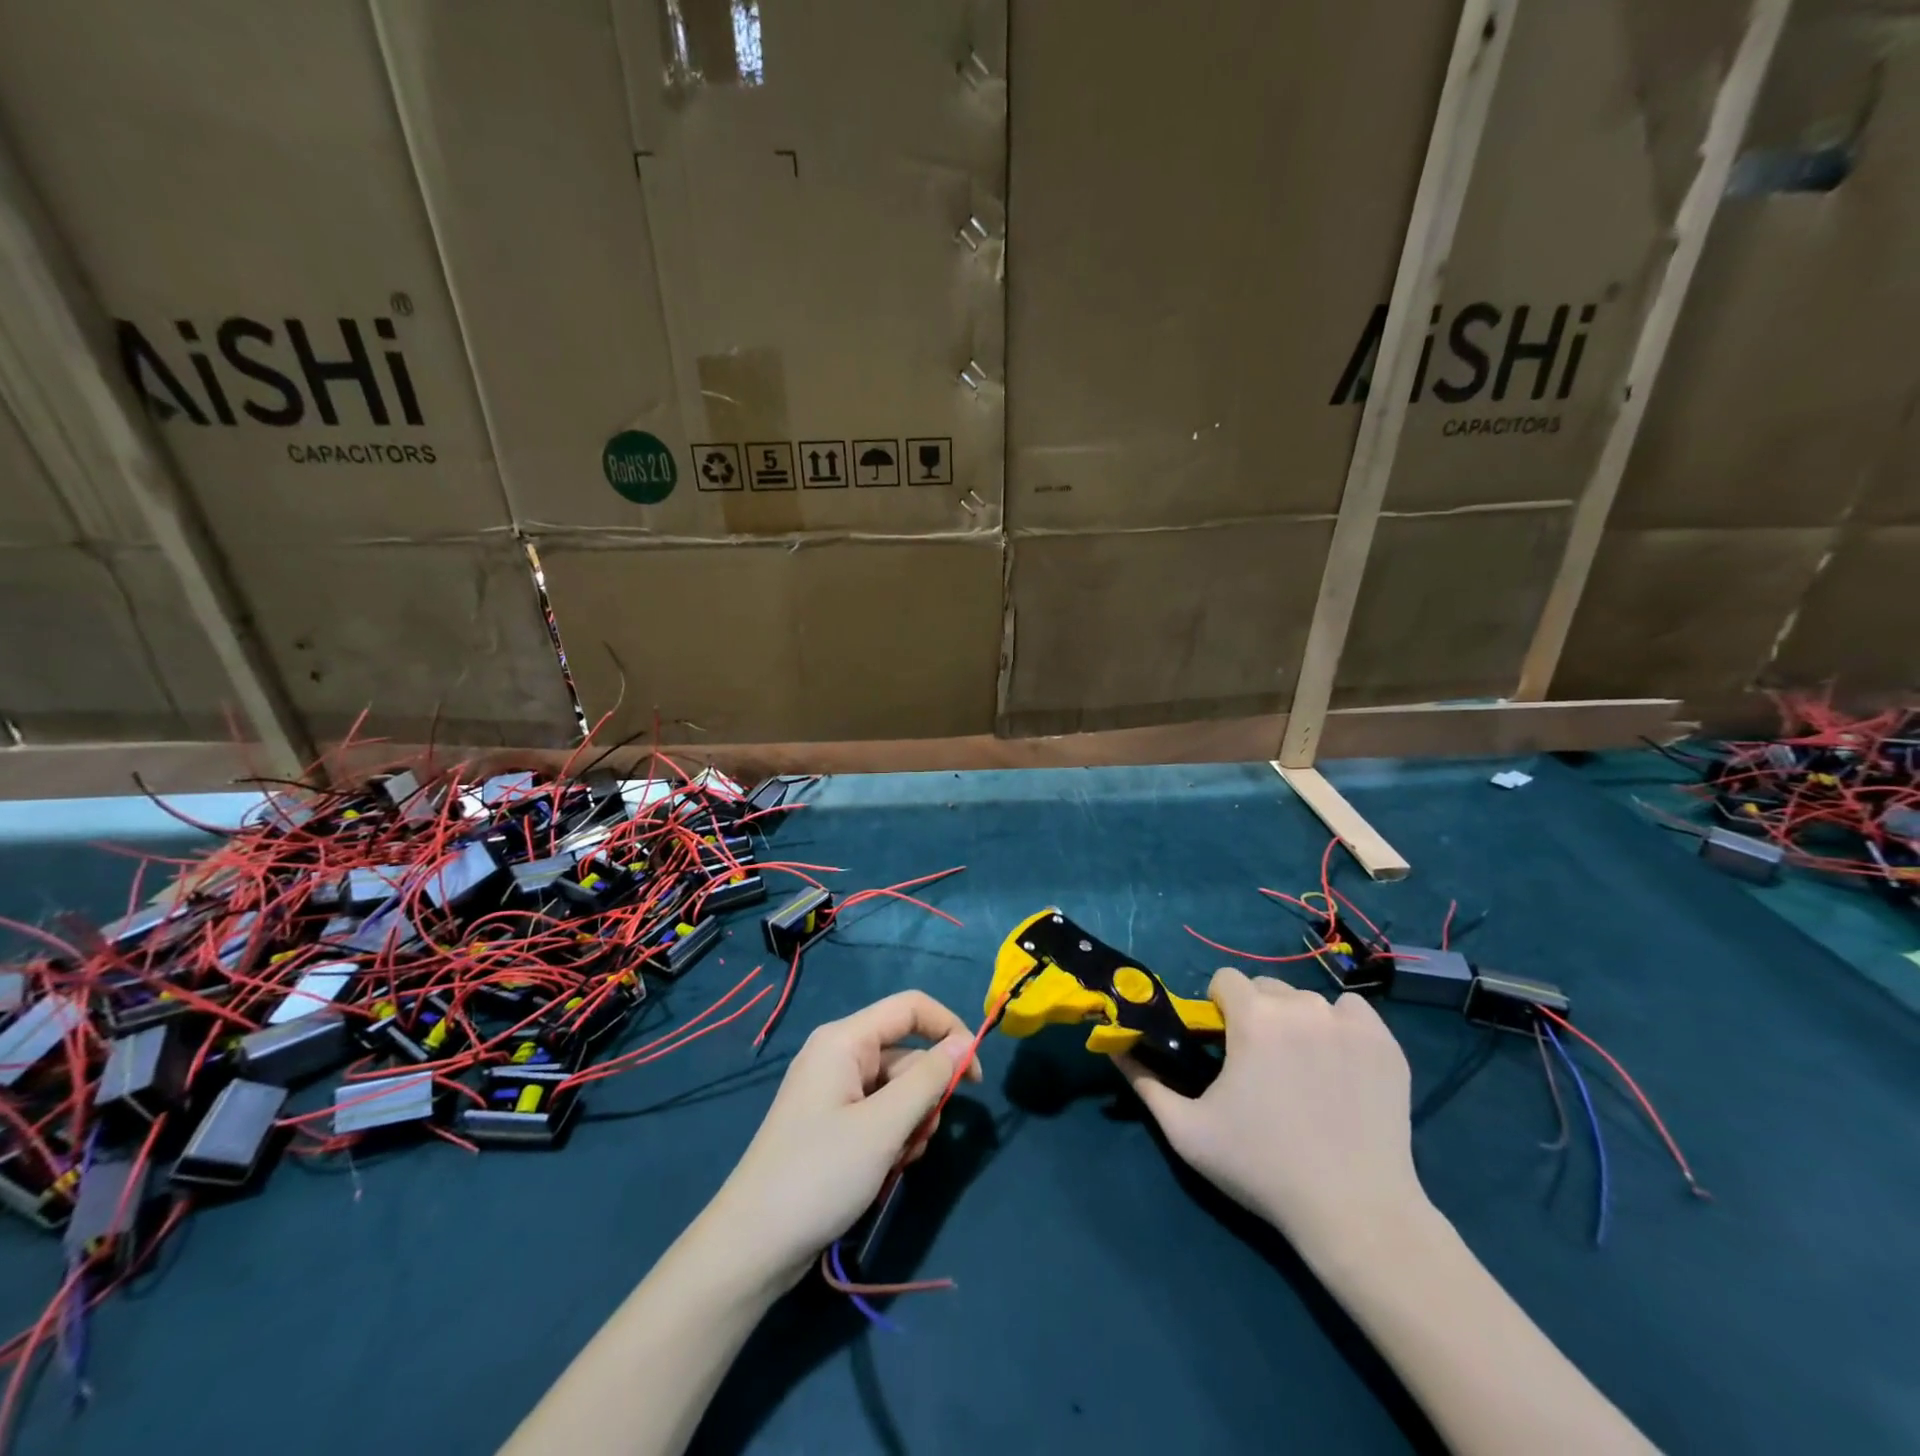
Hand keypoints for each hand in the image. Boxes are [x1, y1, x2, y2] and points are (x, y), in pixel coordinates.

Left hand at [702, 991, 981, 1290]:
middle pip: (906, 1056)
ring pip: (897, 1090)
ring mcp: (833, 1091)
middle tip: (918, 1141)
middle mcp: (838, 1055)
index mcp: (844, 1040)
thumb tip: (964, 1042)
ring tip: (895, 1164)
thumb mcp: (884, 1127)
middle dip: (924, 1097)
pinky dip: (891, 1139)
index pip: (911, 1008)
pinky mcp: (832, 1124)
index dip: (949, 1030)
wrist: (752, 1246)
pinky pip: (878, 1115)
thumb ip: (928, 1079)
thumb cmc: (819, 1176)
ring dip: (910, 1124)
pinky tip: (883, 1173)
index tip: (974, 1078)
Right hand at [1119, 967, 1426, 1266]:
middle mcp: (1301, 1006)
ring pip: (1307, 1001)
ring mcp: (1349, 1023)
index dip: (1218, 1008)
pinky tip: (1338, 1067)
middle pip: (1266, 987)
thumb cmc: (1262, 1168)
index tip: (1224, 1046)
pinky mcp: (1386, 1043)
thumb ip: (1145, 1082)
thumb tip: (1114, 1046)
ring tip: (1301, 1071)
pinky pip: (1352, 1013)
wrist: (1355, 1213)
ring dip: (1295, 1022)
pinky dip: (1340, 1028)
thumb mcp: (1187, 1131)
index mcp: (1253, 1017)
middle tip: (1260, 1064)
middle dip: (1256, 1014)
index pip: (1226, 980)